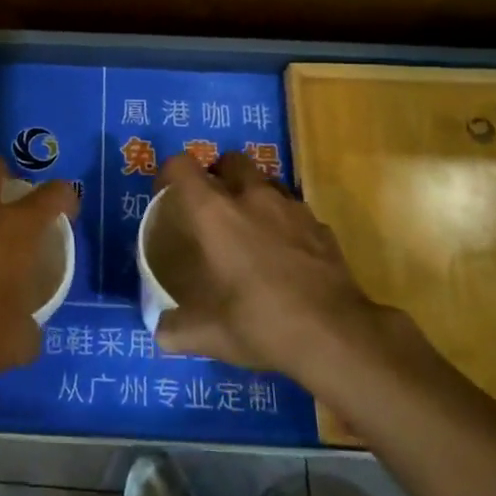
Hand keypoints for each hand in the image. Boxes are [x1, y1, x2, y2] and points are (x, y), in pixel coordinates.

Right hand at [153, 151, 390, 374]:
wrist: (335, 335)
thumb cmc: (261, 323)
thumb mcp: (209, 335)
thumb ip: (176, 330)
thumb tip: (160, 332)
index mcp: (215, 213)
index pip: (182, 166)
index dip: (169, 173)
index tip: (165, 194)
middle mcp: (252, 197)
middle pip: (231, 160)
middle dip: (219, 174)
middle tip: (212, 205)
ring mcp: (292, 208)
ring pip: (267, 181)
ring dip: (254, 193)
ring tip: (249, 226)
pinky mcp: (321, 227)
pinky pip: (296, 211)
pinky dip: (285, 222)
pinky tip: (285, 252)